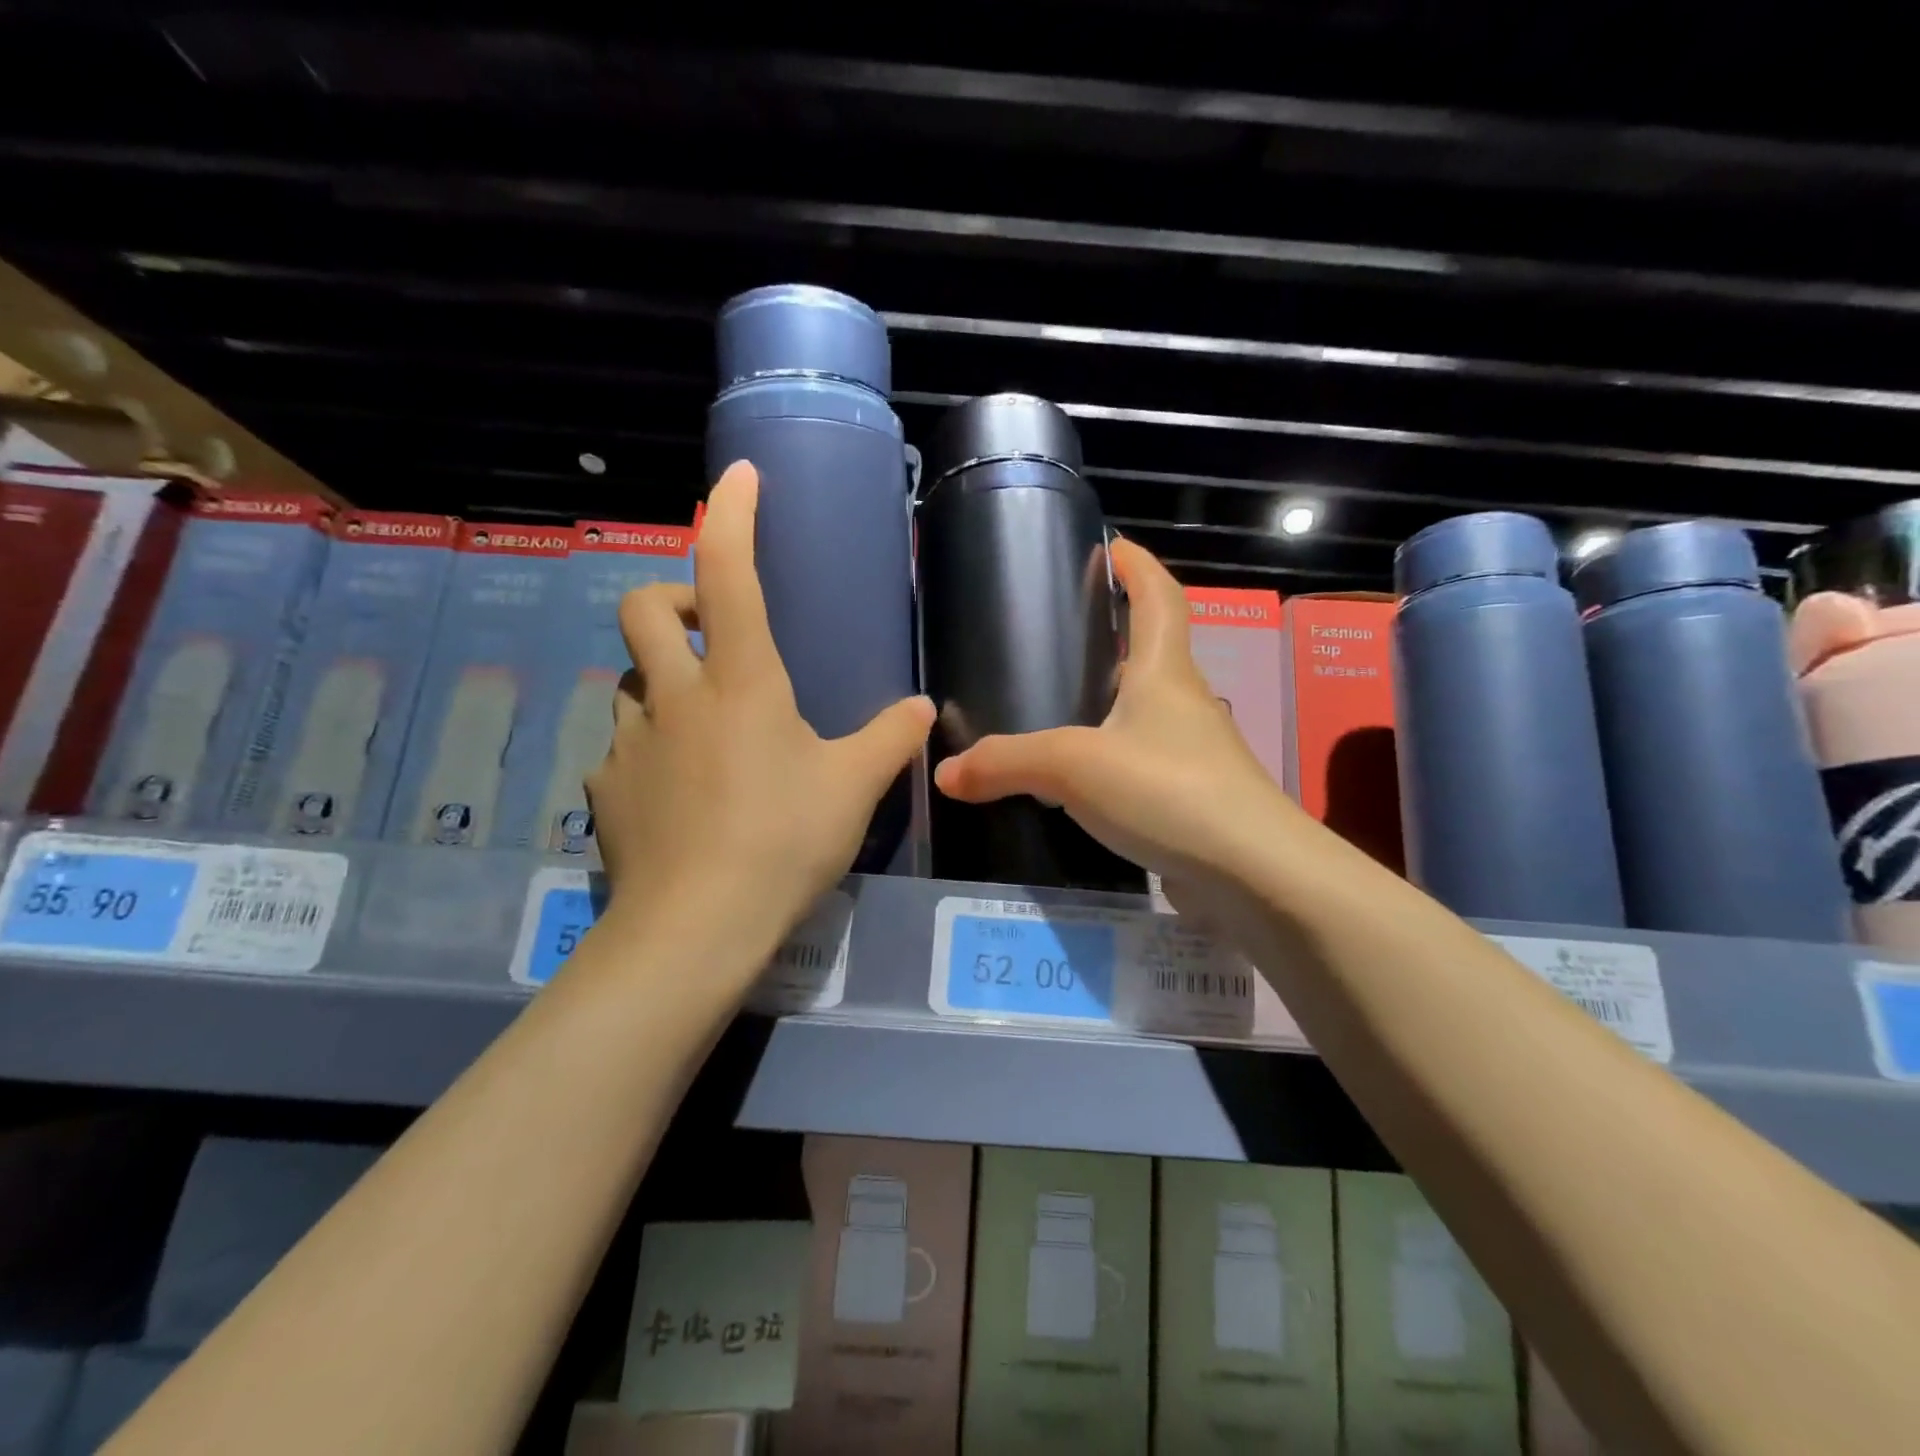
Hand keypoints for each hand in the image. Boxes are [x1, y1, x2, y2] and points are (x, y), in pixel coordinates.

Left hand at [586, 461, 933, 971]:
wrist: (698, 926)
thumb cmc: (784, 839)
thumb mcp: (854, 787)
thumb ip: (891, 739)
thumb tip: (925, 709)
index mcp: (741, 681)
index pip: (728, 571)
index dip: (732, 514)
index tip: (739, 477)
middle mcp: (676, 696)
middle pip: (643, 608)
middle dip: (671, 599)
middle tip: (708, 631)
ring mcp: (631, 742)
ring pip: (630, 681)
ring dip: (662, 682)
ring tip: (700, 725)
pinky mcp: (607, 790)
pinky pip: (623, 748)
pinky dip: (649, 749)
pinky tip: (677, 792)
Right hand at [933, 539, 1308, 906]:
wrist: (1252, 875)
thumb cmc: (1168, 790)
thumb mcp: (1074, 766)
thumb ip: (1006, 763)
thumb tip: (944, 772)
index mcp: (1165, 671)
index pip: (1159, 597)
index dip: (1138, 566)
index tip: (1113, 546)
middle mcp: (1185, 703)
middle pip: (1154, 652)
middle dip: (1118, 636)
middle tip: (1063, 636)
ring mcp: (1195, 754)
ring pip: (1148, 713)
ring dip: (1113, 702)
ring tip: (1060, 706)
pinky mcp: (1192, 799)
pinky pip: (1144, 764)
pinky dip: (1113, 759)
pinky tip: (1079, 782)